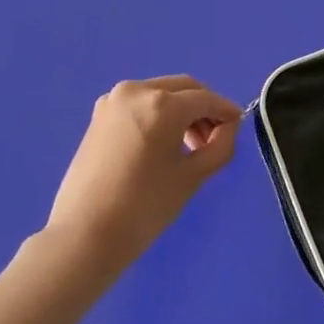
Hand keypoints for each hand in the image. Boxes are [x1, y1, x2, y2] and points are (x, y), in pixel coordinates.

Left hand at [41, 75, 241, 275]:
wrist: (85, 234)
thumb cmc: (145, 206)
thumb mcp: (194, 176)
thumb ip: (221, 145)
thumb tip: (228, 127)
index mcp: (162, 104)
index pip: (206, 99)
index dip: (226, 111)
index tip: (238, 127)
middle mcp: (137, 91)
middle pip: (183, 89)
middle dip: (204, 108)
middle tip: (214, 138)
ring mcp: (113, 101)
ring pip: (161, 94)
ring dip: (181, 111)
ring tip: (189, 145)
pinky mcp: (99, 116)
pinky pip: (140, 105)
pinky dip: (158, 115)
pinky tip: (163, 143)